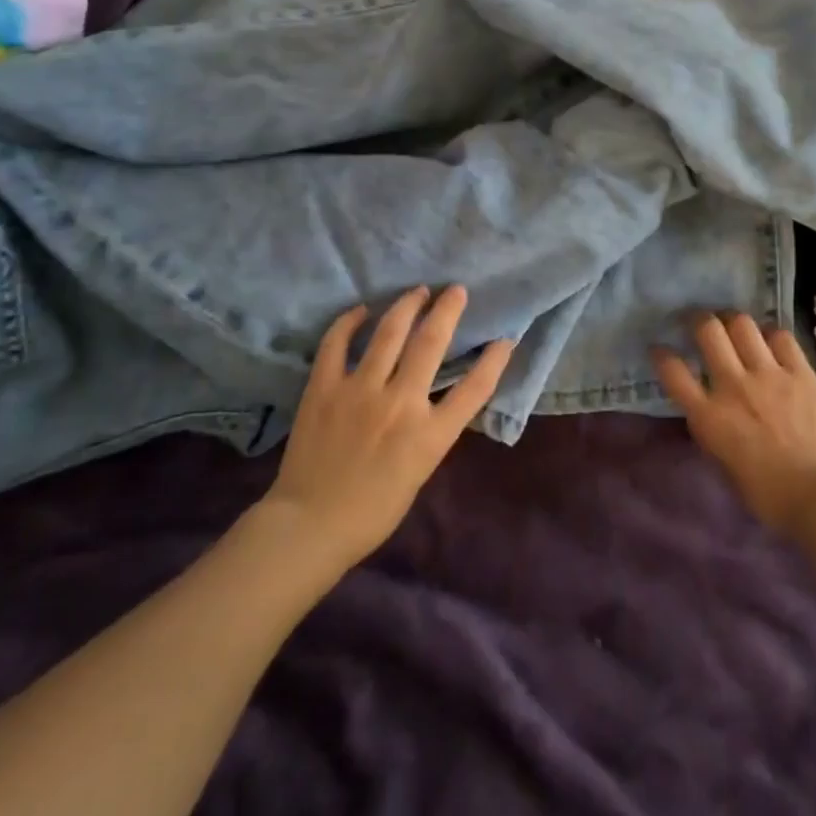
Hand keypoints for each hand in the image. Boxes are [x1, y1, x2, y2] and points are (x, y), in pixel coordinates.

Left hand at [267, 286, 514, 566]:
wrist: (310, 525)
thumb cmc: (372, 511)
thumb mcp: (419, 472)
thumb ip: (430, 430)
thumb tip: (434, 396)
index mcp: (430, 435)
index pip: (475, 388)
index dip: (494, 360)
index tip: (504, 338)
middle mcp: (400, 404)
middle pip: (432, 343)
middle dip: (447, 309)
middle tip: (455, 290)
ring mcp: (360, 391)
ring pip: (389, 332)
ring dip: (406, 305)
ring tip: (417, 291)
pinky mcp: (325, 388)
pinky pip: (337, 343)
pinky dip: (350, 321)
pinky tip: (361, 310)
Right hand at [652, 312, 815, 531]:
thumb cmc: (766, 493)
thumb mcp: (722, 460)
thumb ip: (710, 427)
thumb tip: (706, 406)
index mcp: (708, 416)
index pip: (672, 370)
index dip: (661, 354)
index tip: (661, 349)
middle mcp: (733, 386)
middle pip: (707, 330)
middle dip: (698, 320)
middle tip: (699, 323)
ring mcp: (768, 374)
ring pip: (742, 324)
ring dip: (732, 321)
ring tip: (733, 326)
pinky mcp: (800, 372)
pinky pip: (781, 336)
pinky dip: (770, 335)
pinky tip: (770, 343)